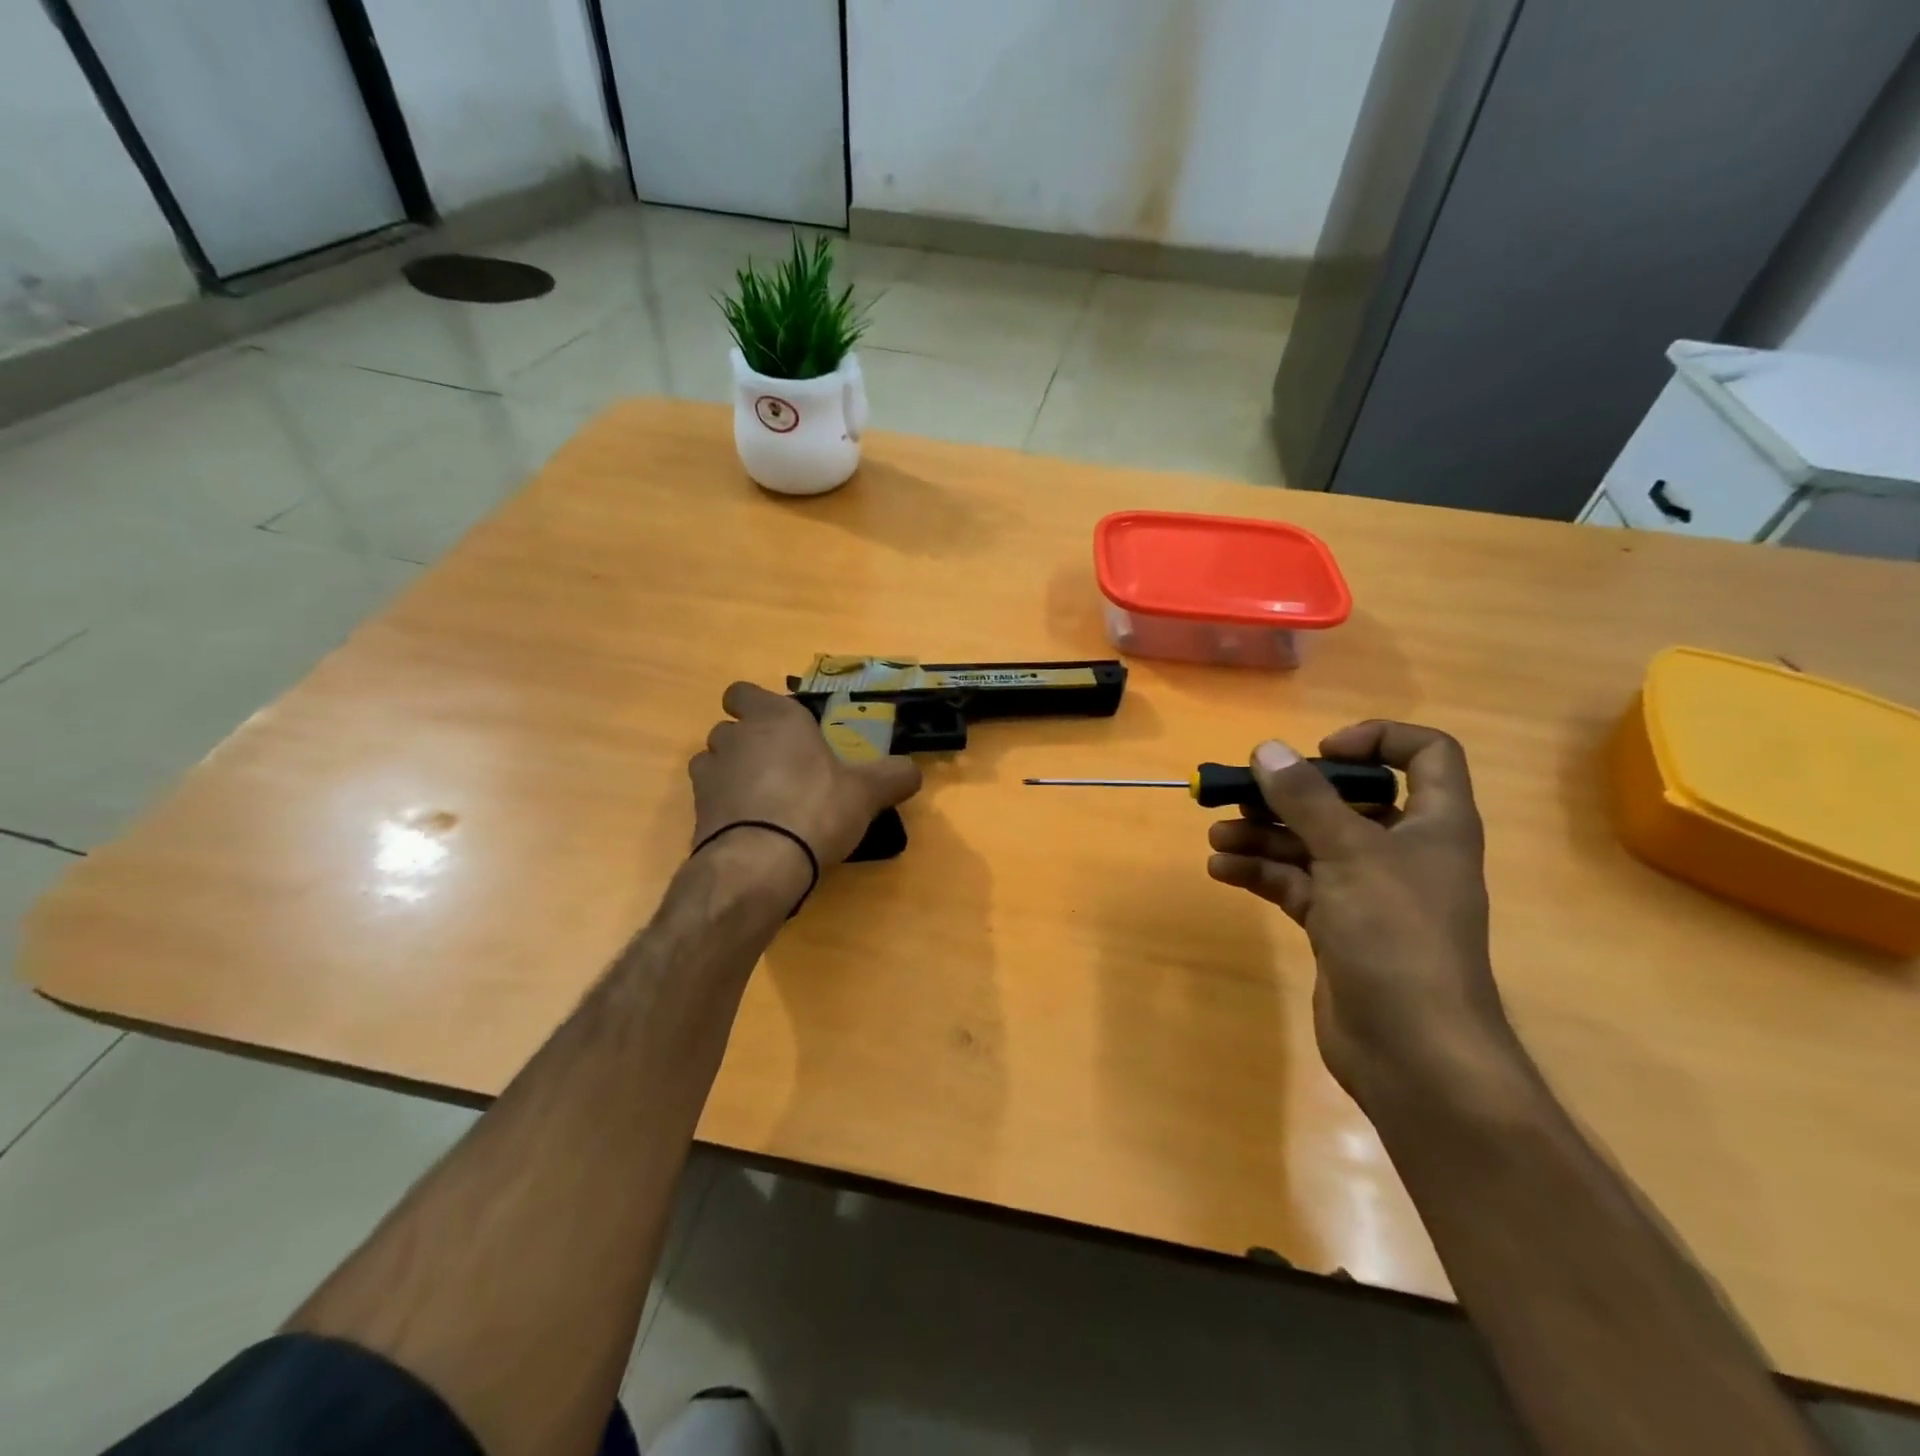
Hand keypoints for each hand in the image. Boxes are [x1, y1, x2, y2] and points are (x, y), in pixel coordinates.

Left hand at [690, 682, 923, 868]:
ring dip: (732, 774)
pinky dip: (724, 808)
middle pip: (730, 729)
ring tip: (763, 801)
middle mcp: (736, 737)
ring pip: (714, 762)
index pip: (743, 693)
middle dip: (749, 744)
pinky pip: (709, 799)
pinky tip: (750, 829)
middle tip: (783, 769)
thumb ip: (892, 776)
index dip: (755, 706)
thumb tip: (913, 770)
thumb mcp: (867, 792)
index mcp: (775, 718)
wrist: (760, 864)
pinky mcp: (696, 812)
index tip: (780, 728)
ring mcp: (709, 775)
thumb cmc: (816, 809)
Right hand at [1206, 722, 1516, 1103]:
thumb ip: (1305, 798)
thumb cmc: (1397, 935)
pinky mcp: (1338, 927)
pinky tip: (1222, 870)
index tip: (1320, 751)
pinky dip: (1261, 873)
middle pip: (1346, 801)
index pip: (1425, 755)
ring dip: (1264, 835)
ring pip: (1312, 844)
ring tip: (1217, 835)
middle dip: (1290, 794)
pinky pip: (1296, 884)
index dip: (1377, 739)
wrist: (1412, 1051)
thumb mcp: (1349, 854)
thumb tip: (1267, 749)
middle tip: (1239, 791)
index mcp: (1434, 823)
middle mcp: (1404, 851)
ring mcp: (1369, 892)